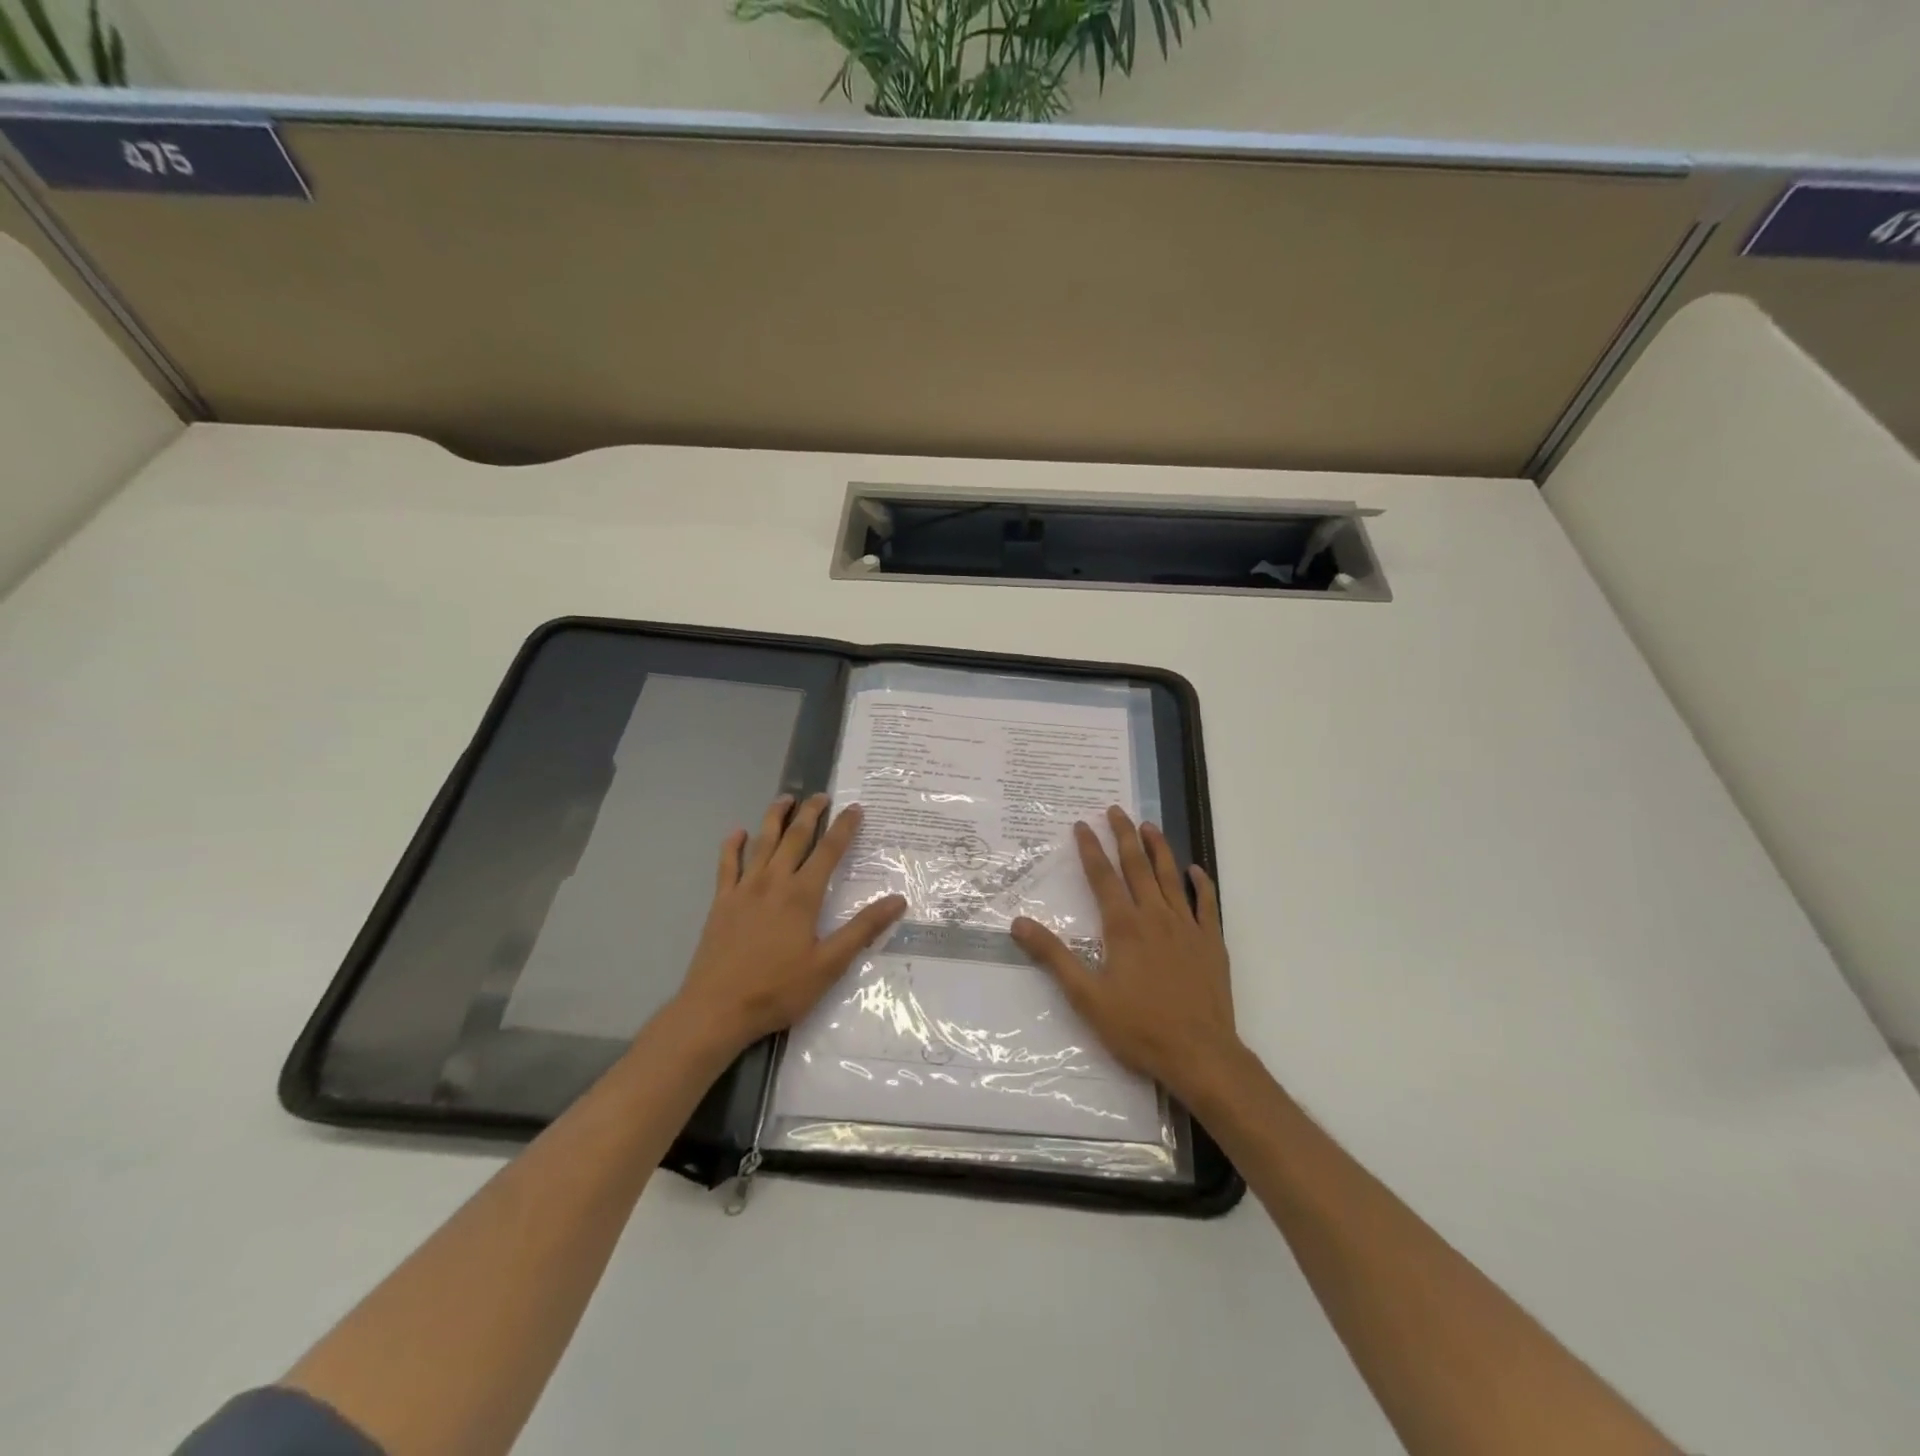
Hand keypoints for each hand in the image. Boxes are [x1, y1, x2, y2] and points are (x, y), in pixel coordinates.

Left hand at [674, 794, 906, 1053]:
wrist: (717, 1009)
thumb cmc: (778, 989)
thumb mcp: (829, 965)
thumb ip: (863, 929)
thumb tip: (898, 900)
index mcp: (802, 895)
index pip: (829, 851)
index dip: (844, 827)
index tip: (855, 808)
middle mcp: (773, 882)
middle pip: (795, 837)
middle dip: (810, 813)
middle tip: (821, 795)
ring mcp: (744, 889)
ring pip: (762, 842)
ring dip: (775, 817)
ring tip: (785, 798)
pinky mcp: (722, 902)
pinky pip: (727, 864)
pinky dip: (733, 845)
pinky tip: (738, 833)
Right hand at [1011, 806, 1236, 1105]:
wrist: (1200, 1054)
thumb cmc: (1139, 1027)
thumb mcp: (1086, 996)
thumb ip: (1054, 957)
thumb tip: (1018, 923)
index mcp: (1124, 927)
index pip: (1103, 877)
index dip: (1090, 849)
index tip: (1081, 825)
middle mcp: (1155, 916)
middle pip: (1138, 866)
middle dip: (1124, 835)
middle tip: (1116, 810)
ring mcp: (1187, 927)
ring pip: (1171, 877)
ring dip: (1159, 848)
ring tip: (1149, 826)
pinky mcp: (1211, 942)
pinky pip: (1207, 903)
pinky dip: (1201, 883)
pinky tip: (1195, 869)